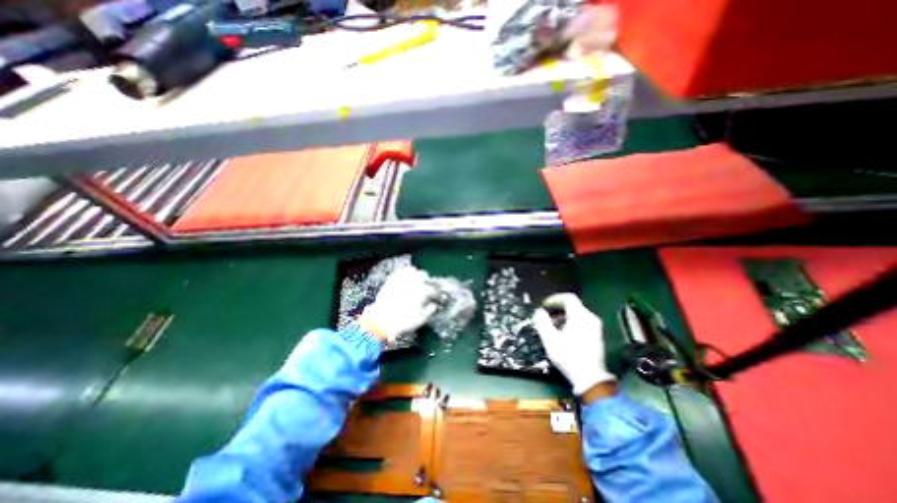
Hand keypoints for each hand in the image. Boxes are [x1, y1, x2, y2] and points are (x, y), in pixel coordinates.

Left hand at [360, 267, 439, 345]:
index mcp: (422, 291)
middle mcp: (412, 282)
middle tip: (427, 288)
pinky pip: (399, 272)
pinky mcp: (391, 281)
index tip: (436, 298)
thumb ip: (430, 309)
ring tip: (417, 280)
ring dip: (416, 274)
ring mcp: (401, 280)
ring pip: (412, 271)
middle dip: (427, 281)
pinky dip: (403, 273)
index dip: (436, 294)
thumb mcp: (421, 319)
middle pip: (423, 275)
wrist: (382, 322)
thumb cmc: (404, 321)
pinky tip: (405, 276)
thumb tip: (433, 305)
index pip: (432, 290)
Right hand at [532, 295, 616, 396]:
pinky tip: (563, 334)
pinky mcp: (597, 336)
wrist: (591, 379)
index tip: (544, 306)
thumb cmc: (569, 357)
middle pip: (573, 305)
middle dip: (557, 309)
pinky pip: (582, 322)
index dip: (554, 299)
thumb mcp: (550, 339)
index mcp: (581, 316)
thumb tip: (539, 312)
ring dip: (563, 317)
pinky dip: (571, 323)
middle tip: (546, 317)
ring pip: (577, 314)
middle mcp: (591, 318)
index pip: (568, 298)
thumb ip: (542, 322)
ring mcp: (596, 327)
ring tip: (552, 327)